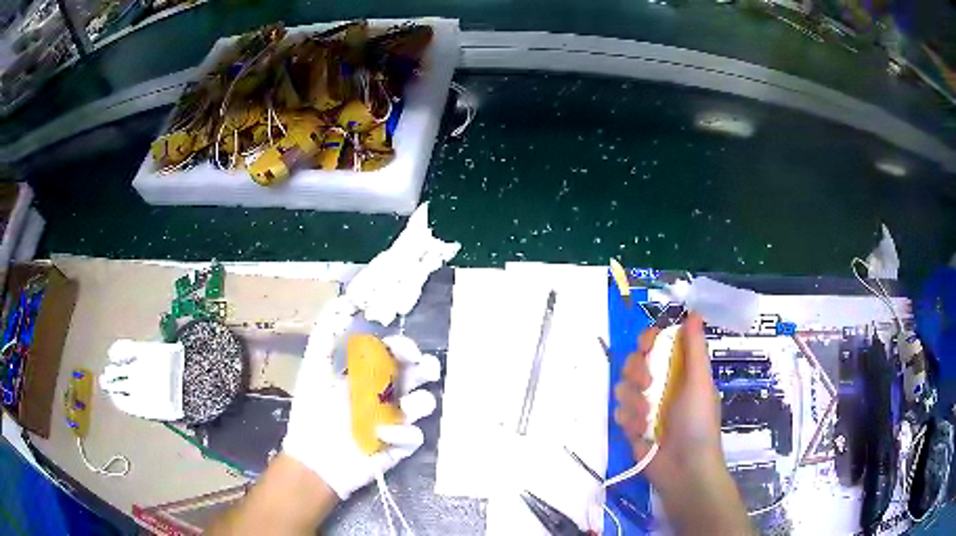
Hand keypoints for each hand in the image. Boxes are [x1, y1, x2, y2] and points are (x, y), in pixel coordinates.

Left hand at [282, 297, 440, 499]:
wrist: (314, 458)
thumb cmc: (312, 413)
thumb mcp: (313, 370)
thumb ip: (325, 337)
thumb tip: (342, 302)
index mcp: (367, 374)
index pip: (395, 353)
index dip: (403, 347)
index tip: (404, 349)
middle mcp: (385, 394)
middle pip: (418, 375)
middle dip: (426, 368)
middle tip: (424, 370)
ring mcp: (395, 419)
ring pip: (425, 403)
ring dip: (420, 402)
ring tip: (403, 409)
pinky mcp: (400, 445)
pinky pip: (415, 436)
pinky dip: (402, 434)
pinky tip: (380, 435)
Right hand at [613, 313, 751, 534]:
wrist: (684, 469)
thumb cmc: (698, 423)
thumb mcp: (700, 382)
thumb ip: (694, 348)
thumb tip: (694, 312)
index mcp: (680, 370)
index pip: (658, 343)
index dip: (649, 340)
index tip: (646, 347)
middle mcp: (662, 384)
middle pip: (635, 362)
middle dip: (637, 372)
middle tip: (647, 384)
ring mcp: (645, 405)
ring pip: (623, 387)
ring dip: (634, 402)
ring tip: (647, 420)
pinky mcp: (632, 426)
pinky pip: (619, 412)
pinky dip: (628, 421)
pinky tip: (641, 433)